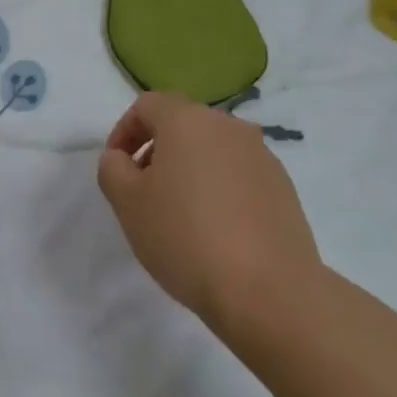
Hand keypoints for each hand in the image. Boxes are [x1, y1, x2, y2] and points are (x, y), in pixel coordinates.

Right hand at [96, 93, 321, 334]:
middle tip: (142, 192)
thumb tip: (122, 158)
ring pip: (212, 150)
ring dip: (188, 170)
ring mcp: (262, 156)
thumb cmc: (185, 237)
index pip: (147, 105)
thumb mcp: (126, 202)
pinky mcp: (284, 188)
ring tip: (178, 214)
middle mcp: (229, 127)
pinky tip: (214, 229)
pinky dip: (218, 189)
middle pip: (182, 124)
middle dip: (156, 150)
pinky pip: (238, 175)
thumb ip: (112, 168)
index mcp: (188, 120)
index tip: (116, 169)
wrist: (269, 291)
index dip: (123, 131)